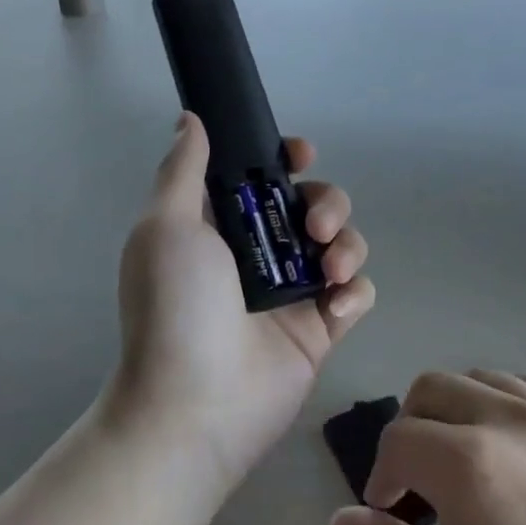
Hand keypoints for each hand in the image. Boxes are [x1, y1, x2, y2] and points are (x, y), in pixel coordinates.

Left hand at [111, 113, 375, 488]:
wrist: (194, 406)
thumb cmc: (175, 308)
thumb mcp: (167, 227)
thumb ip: (183, 169)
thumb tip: (190, 118)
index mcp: (223, 226)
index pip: (264, 177)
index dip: (287, 159)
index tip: (300, 156)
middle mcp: (261, 253)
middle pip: (314, 204)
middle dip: (326, 203)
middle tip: (314, 227)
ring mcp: (294, 292)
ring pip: (343, 244)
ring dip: (347, 245)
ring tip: (328, 272)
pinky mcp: (322, 328)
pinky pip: (357, 292)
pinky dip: (354, 292)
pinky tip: (334, 307)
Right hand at [331, 372, 525, 524]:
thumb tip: (339, 522)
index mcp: (470, 460)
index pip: (398, 439)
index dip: (381, 475)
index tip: (391, 513)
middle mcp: (513, 418)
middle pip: (434, 387)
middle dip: (412, 427)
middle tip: (420, 481)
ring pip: (484, 378)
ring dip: (458, 410)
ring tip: (468, 463)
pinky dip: (507, 404)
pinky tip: (517, 452)